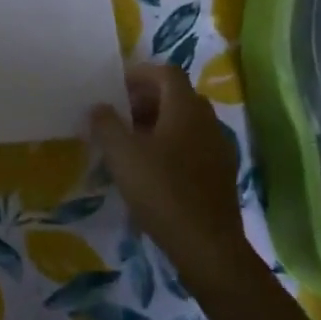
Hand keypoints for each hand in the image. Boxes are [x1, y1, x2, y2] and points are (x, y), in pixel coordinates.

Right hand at [90, 64, 247, 288]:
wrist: (208, 247)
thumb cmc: (163, 191)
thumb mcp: (122, 155)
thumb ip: (106, 125)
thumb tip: (99, 107)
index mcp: (186, 108)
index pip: (166, 72)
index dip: (140, 74)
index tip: (115, 88)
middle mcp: (207, 121)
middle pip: (177, 96)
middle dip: (147, 100)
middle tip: (119, 116)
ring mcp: (219, 148)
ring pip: (186, 122)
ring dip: (159, 124)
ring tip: (132, 144)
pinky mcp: (221, 175)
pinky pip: (194, 146)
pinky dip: (172, 146)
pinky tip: (153, 171)